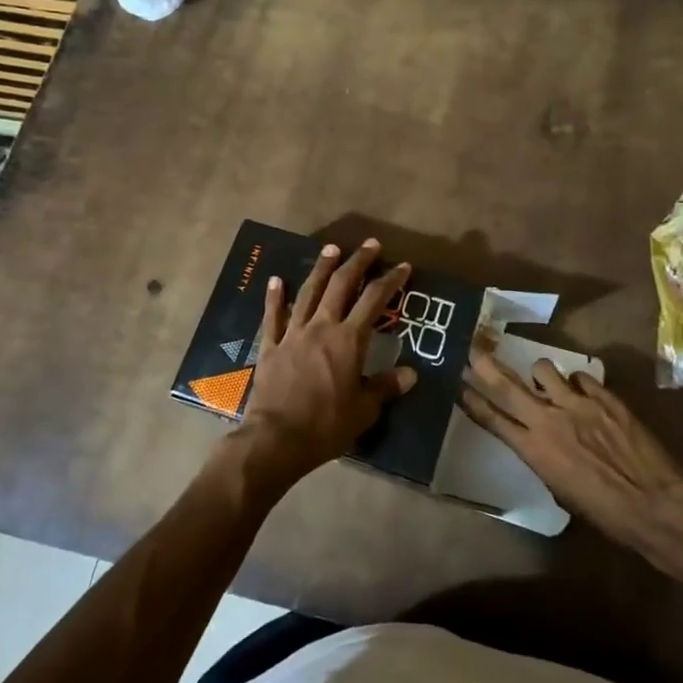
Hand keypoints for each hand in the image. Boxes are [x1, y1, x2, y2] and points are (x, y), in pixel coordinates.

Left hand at [230, 240, 415, 489]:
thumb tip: (411, 373)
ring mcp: (293, 333)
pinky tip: (277, 280)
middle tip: (369, 245)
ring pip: (308, 292)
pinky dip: (275, 297)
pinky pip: (273, 316)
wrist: (277, 438)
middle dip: (357, 262)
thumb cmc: (326, 425)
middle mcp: (322, 327)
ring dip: (321, 268)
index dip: (390, 280)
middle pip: (341, 285)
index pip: (374, 300)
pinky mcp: (271, 346)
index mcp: (349, 340)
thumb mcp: (365, 410)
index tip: (402, 266)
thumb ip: (386, 387)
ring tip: (331, 249)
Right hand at [460, 338, 682, 555]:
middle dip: (486, 366)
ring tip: (544, 379)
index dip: (473, 401)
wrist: (655, 505)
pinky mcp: (605, 397)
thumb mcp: (562, 492)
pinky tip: (583, 391)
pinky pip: (581, 377)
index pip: (493, 419)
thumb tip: (542, 444)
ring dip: (539, 373)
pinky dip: (577, 382)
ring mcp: (578, 404)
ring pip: (544, 370)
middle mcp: (549, 420)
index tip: (459, 384)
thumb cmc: (606, 513)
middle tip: (473, 349)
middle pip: (508, 386)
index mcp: (534, 450)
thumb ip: (545, 460)